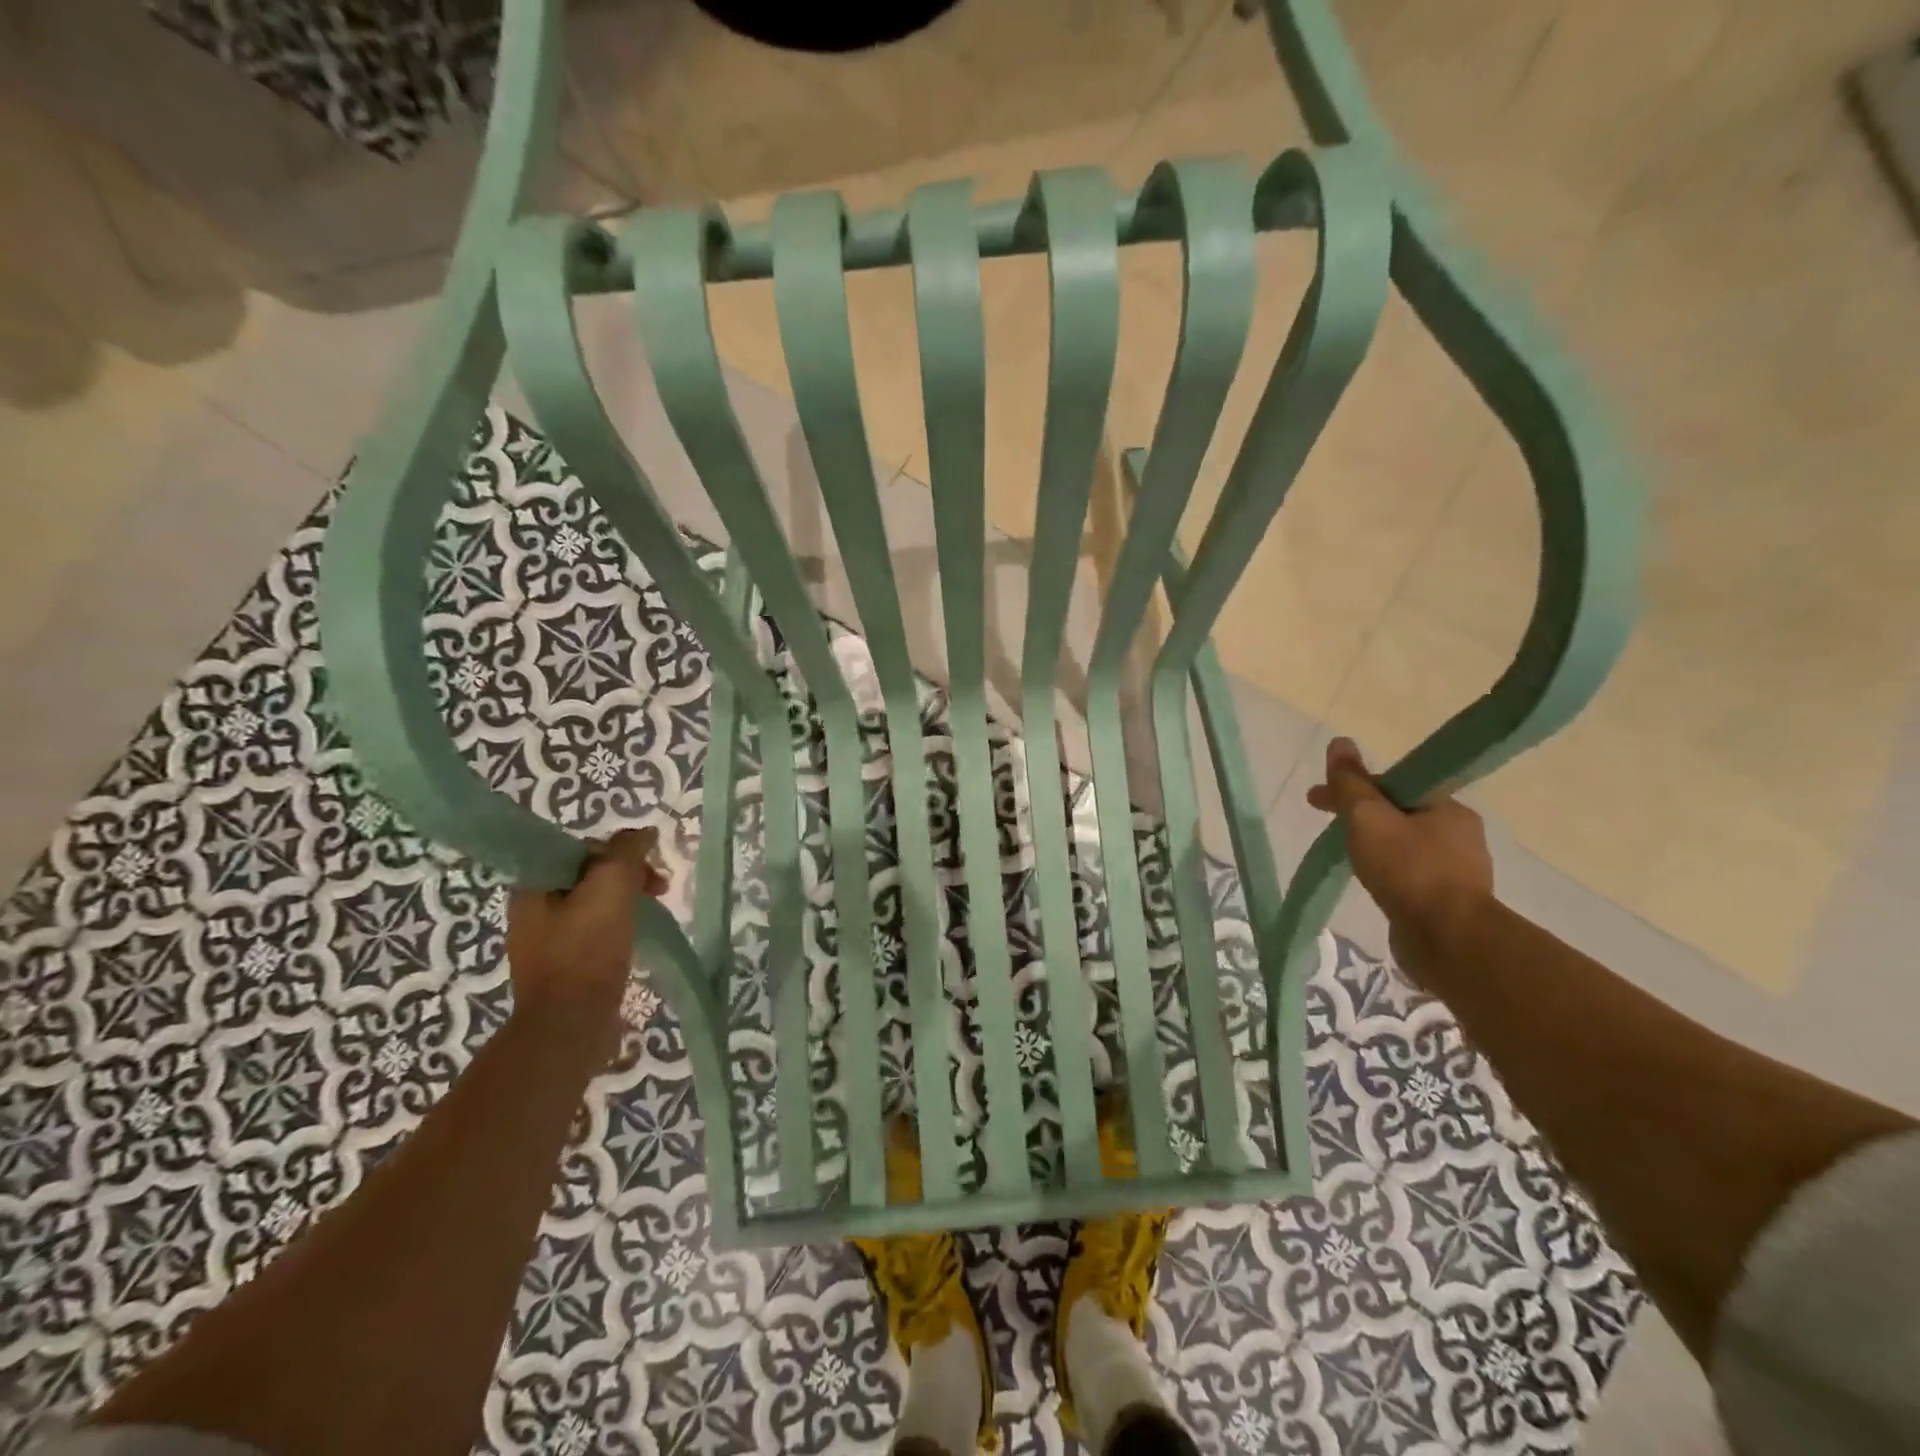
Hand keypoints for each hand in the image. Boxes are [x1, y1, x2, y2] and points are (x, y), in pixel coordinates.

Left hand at [505, 829, 669, 1058]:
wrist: (569, 1026)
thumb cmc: (587, 951)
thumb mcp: (610, 888)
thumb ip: (625, 852)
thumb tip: (641, 833)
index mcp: (533, 886)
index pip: (581, 849)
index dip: (619, 852)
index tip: (648, 867)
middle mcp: (533, 910)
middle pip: (589, 875)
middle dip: (628, 875)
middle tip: (660, 889)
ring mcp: (547, 941)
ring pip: (595, 904)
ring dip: (627, 901)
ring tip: (653, 914)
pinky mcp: (563, 967)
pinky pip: (595, 932)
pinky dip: (619, 927)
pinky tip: (636, 939)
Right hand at [1306, 738, 1492, 977]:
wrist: (1450, 940)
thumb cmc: (1408, 870)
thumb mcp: (1368, 818)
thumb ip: (1350, 783)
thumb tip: (1340, 742)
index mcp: (1447, 807)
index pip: (1393, 785)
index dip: (1352, 787)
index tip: (1319, 798)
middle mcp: (1459, 834)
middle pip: (1398, 813)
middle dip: (1358, 815)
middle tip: (1324, 825)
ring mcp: (1458, 871)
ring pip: (1403, 844)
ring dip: (1373, 844)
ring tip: (1343, 856)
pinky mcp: (1449, 902)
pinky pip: (1409, 874)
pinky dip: (1385, 870)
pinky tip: (1370, 882)